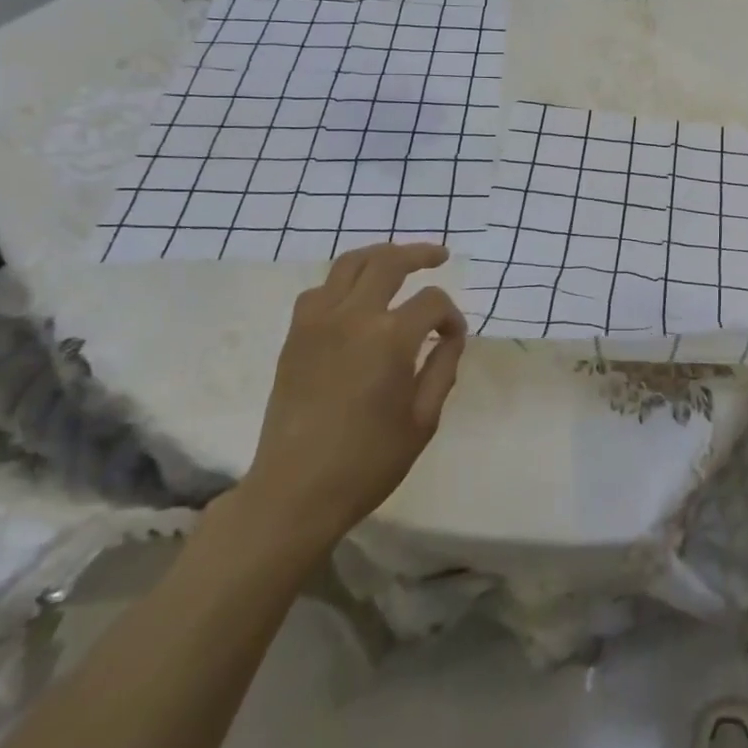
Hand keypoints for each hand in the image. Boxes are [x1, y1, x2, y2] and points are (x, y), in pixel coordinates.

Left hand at [232, 243, 466, 557]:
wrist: (294, 493)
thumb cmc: (368, 462)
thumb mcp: (423, 419)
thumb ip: (443, 367)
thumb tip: (450, 334)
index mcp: (390, 339)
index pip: (432, 302)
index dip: (450, 315)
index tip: (453, 336)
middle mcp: (353, 318)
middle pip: (389, 262)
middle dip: (420, 254)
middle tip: (439, 256)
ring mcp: (317, 322)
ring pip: (350, 264)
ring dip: (380, 255)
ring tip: (398, 260)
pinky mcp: (295, 336)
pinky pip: (320, 289)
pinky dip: (343, 281)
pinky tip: (356, 296)